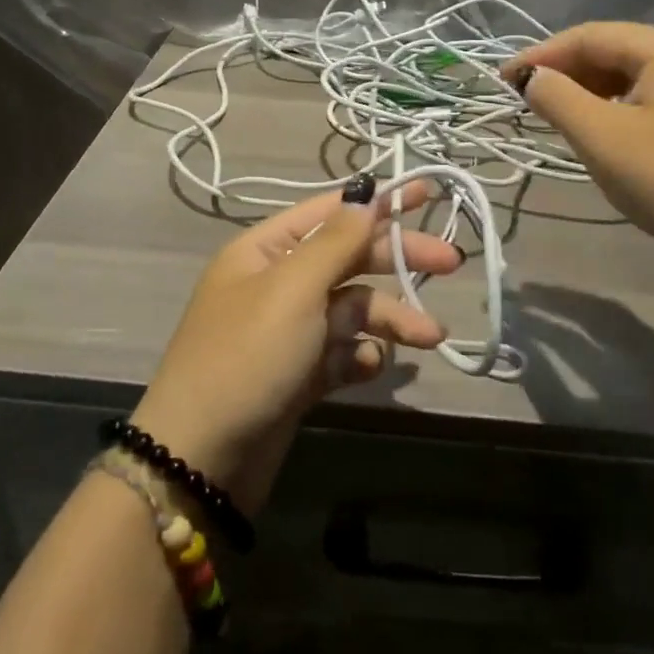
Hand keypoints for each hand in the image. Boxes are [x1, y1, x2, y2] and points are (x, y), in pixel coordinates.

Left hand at [129, 181, 455, 511]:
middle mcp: (276, 284)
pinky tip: (372, 367)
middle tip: (451, 264)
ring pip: (351, 310)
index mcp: (265, 250)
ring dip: (389, 319)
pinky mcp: (296, 375)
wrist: (201, 460)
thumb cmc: (247, 356)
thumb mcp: (292, 289)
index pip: (330, 212)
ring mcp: (287, 331)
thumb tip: (366, 196)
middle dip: (397, 261)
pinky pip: (340, 353)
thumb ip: (336, 242)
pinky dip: (360, 357)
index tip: (427, 193)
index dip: (378, 201)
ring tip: (430, 337)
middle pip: (348, 258)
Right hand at [505, 23, 653, 273]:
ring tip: (556, 116)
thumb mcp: (601, 138)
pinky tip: (601, 128)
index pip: (586, 36)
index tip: (501, 81)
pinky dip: (616, 104)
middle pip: (610, 49)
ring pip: (629, 72)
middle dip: (564, 72)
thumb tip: (532, 78)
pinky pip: (650, 92)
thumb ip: (557, 98)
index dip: (538, 56)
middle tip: (526, 101)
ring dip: (588, 90)